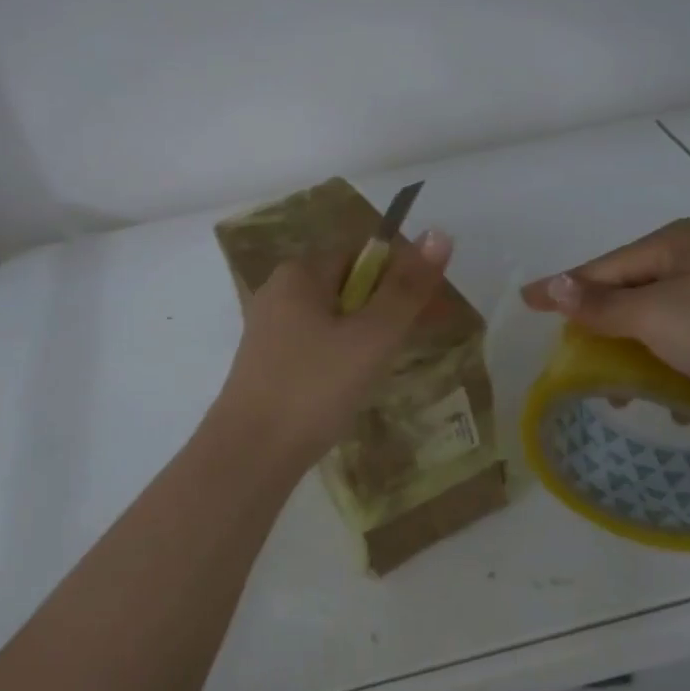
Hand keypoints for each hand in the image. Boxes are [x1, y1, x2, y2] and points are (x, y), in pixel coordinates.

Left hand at [214, 229, 454, 468]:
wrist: (250, 456)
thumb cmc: (314, 388)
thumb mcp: (371, 337)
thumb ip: (406, 289)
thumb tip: (439, 234)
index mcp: (300, 273)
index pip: (364, 255)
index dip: (403, 276)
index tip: (432, 309)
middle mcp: (279, 291)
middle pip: (349, 285)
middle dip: (388, 307)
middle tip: (420, 338)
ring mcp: (270, 328)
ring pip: (335, 317)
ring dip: (369, 333)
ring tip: (389, 366)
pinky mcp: (268, 362)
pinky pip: (318, 342)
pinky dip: (343, 353)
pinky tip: (354, 383)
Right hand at [521, 219, 689, 431]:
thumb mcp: (656, 316)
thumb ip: (600, 303)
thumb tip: (551, 285)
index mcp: (675, 242)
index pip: (601, 267)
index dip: (561, 288)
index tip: (524, 304)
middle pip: (630, 290)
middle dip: (601, 324)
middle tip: (575, 358)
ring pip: (661, 318)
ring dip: (637, 350)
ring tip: (623, 390)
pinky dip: (673, 362)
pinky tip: (676, 395)